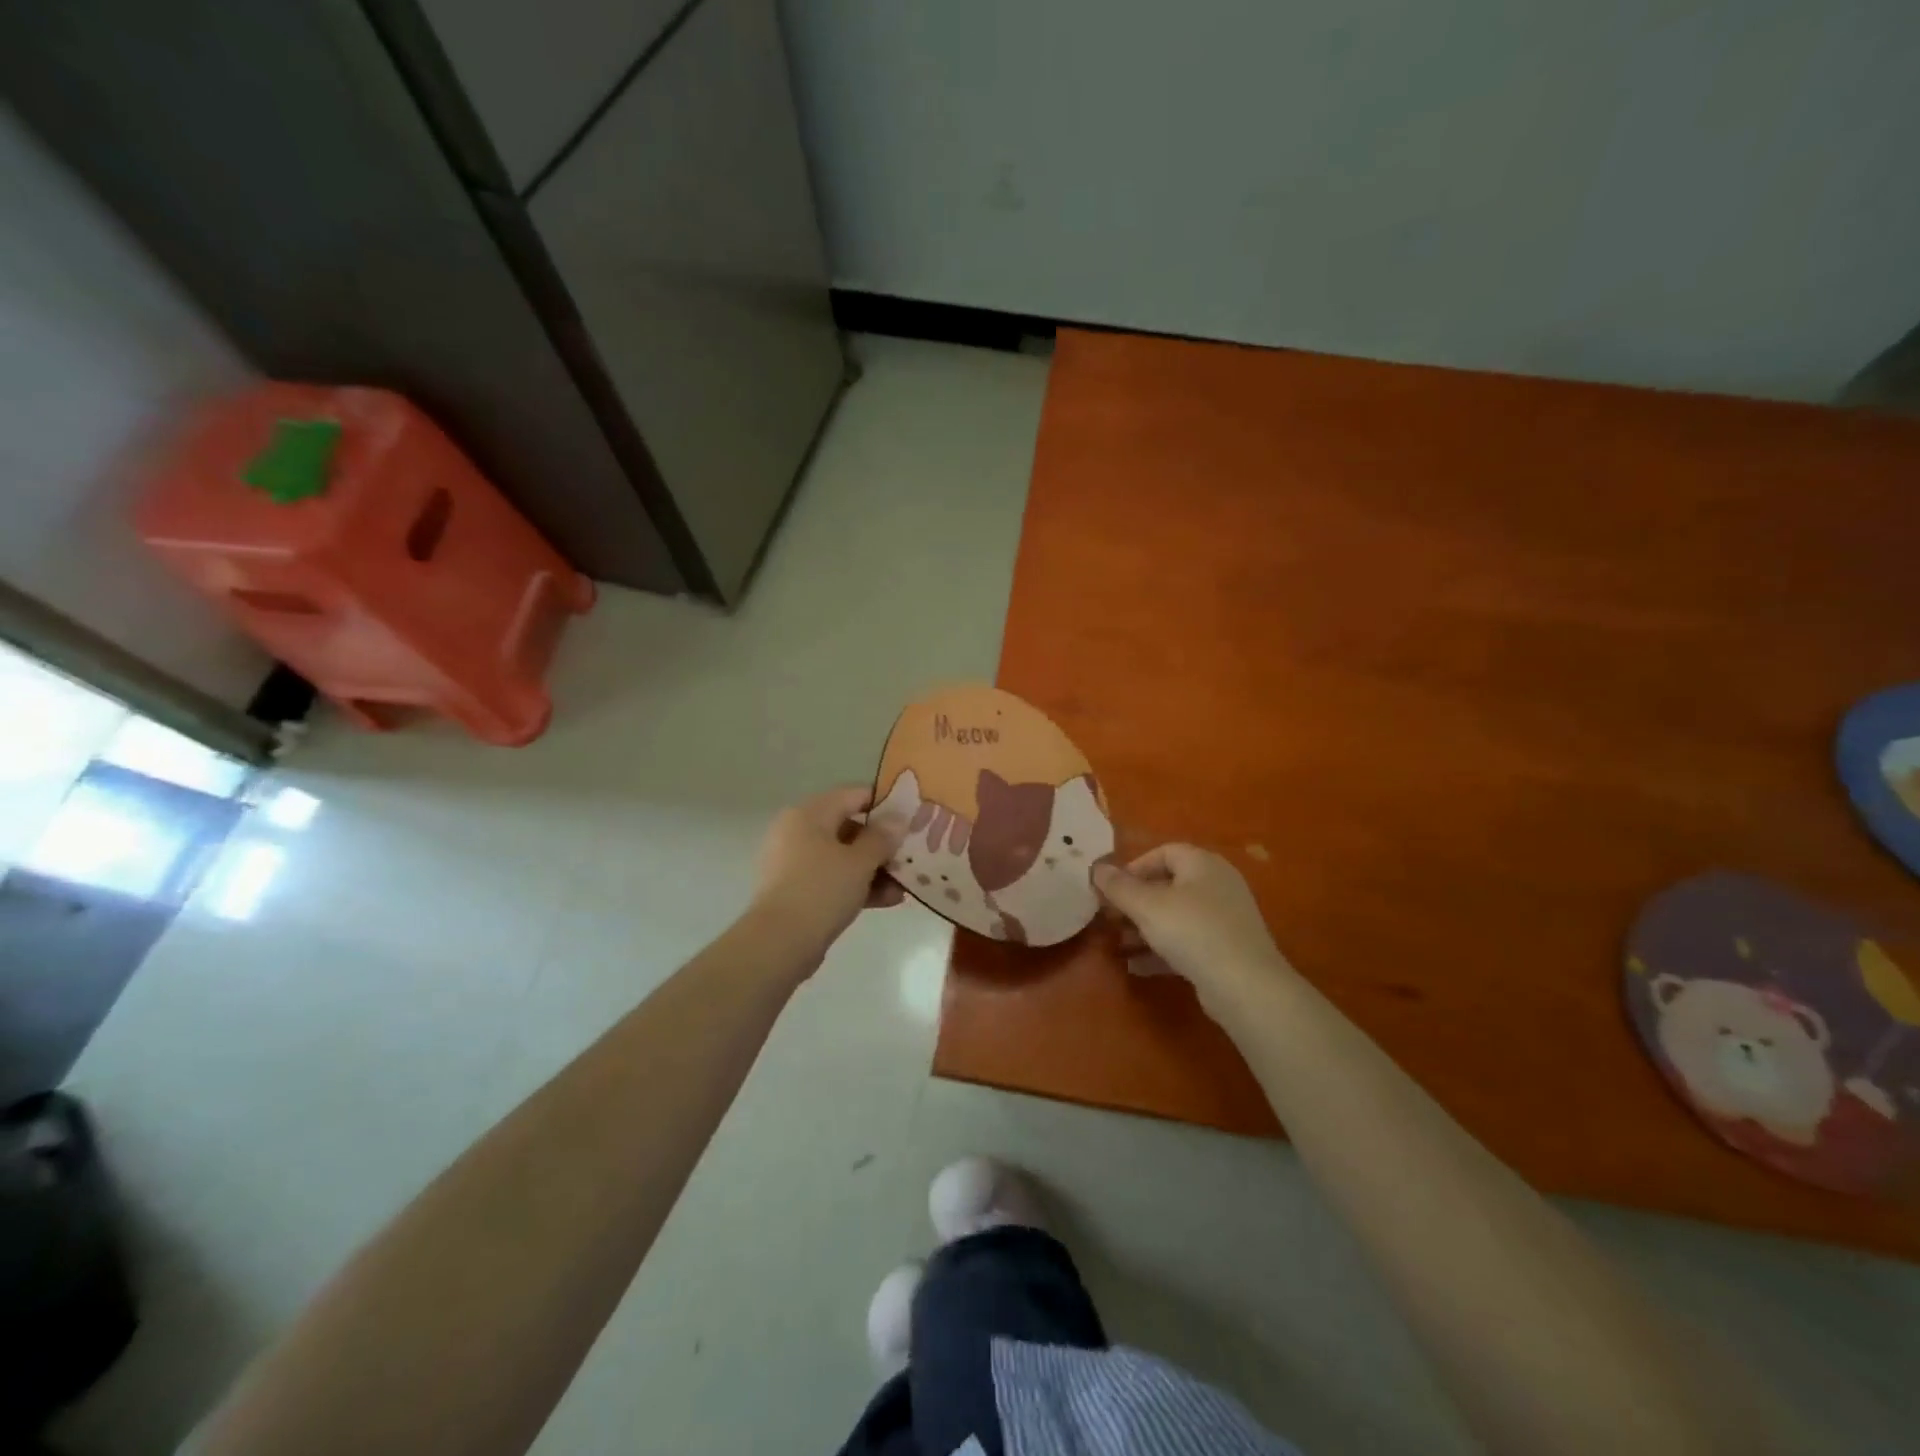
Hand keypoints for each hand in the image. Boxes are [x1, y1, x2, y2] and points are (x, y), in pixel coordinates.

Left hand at [749, 786, 906, 962]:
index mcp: (809, 814)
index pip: (853, 795)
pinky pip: (833, 879)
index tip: (912, 817)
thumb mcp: (860, 861)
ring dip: (875, 868)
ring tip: (905, 884)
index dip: (885, 803)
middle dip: (882, 843)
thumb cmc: (821, 890)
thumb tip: (897, 818)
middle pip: (849, 827)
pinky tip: (889, 900)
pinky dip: (858, 886)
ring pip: (843, 856)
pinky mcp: (797, 891)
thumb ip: (882, 837)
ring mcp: (795, 863)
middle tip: (911, 854)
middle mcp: (798, 832)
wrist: (779, 943)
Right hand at [1093, 845, 1296, 1014]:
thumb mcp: (1147, 906)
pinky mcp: (1226, 950)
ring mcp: (1225, 919)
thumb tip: (1096, 868)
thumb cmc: (1193, 932)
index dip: (1134, 867)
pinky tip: (1137, 967)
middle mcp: (1217, 885)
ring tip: (1118, 944)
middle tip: (1110, 918)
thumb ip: (1119, 887)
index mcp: (1203, 864)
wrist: (1246, 987)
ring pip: (1176, 916)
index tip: (1111, 889)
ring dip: (1145, 928)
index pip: (1164, 852)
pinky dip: (1162, 950)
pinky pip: (1187, 942)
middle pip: (1168, 885)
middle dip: (1135, 902)